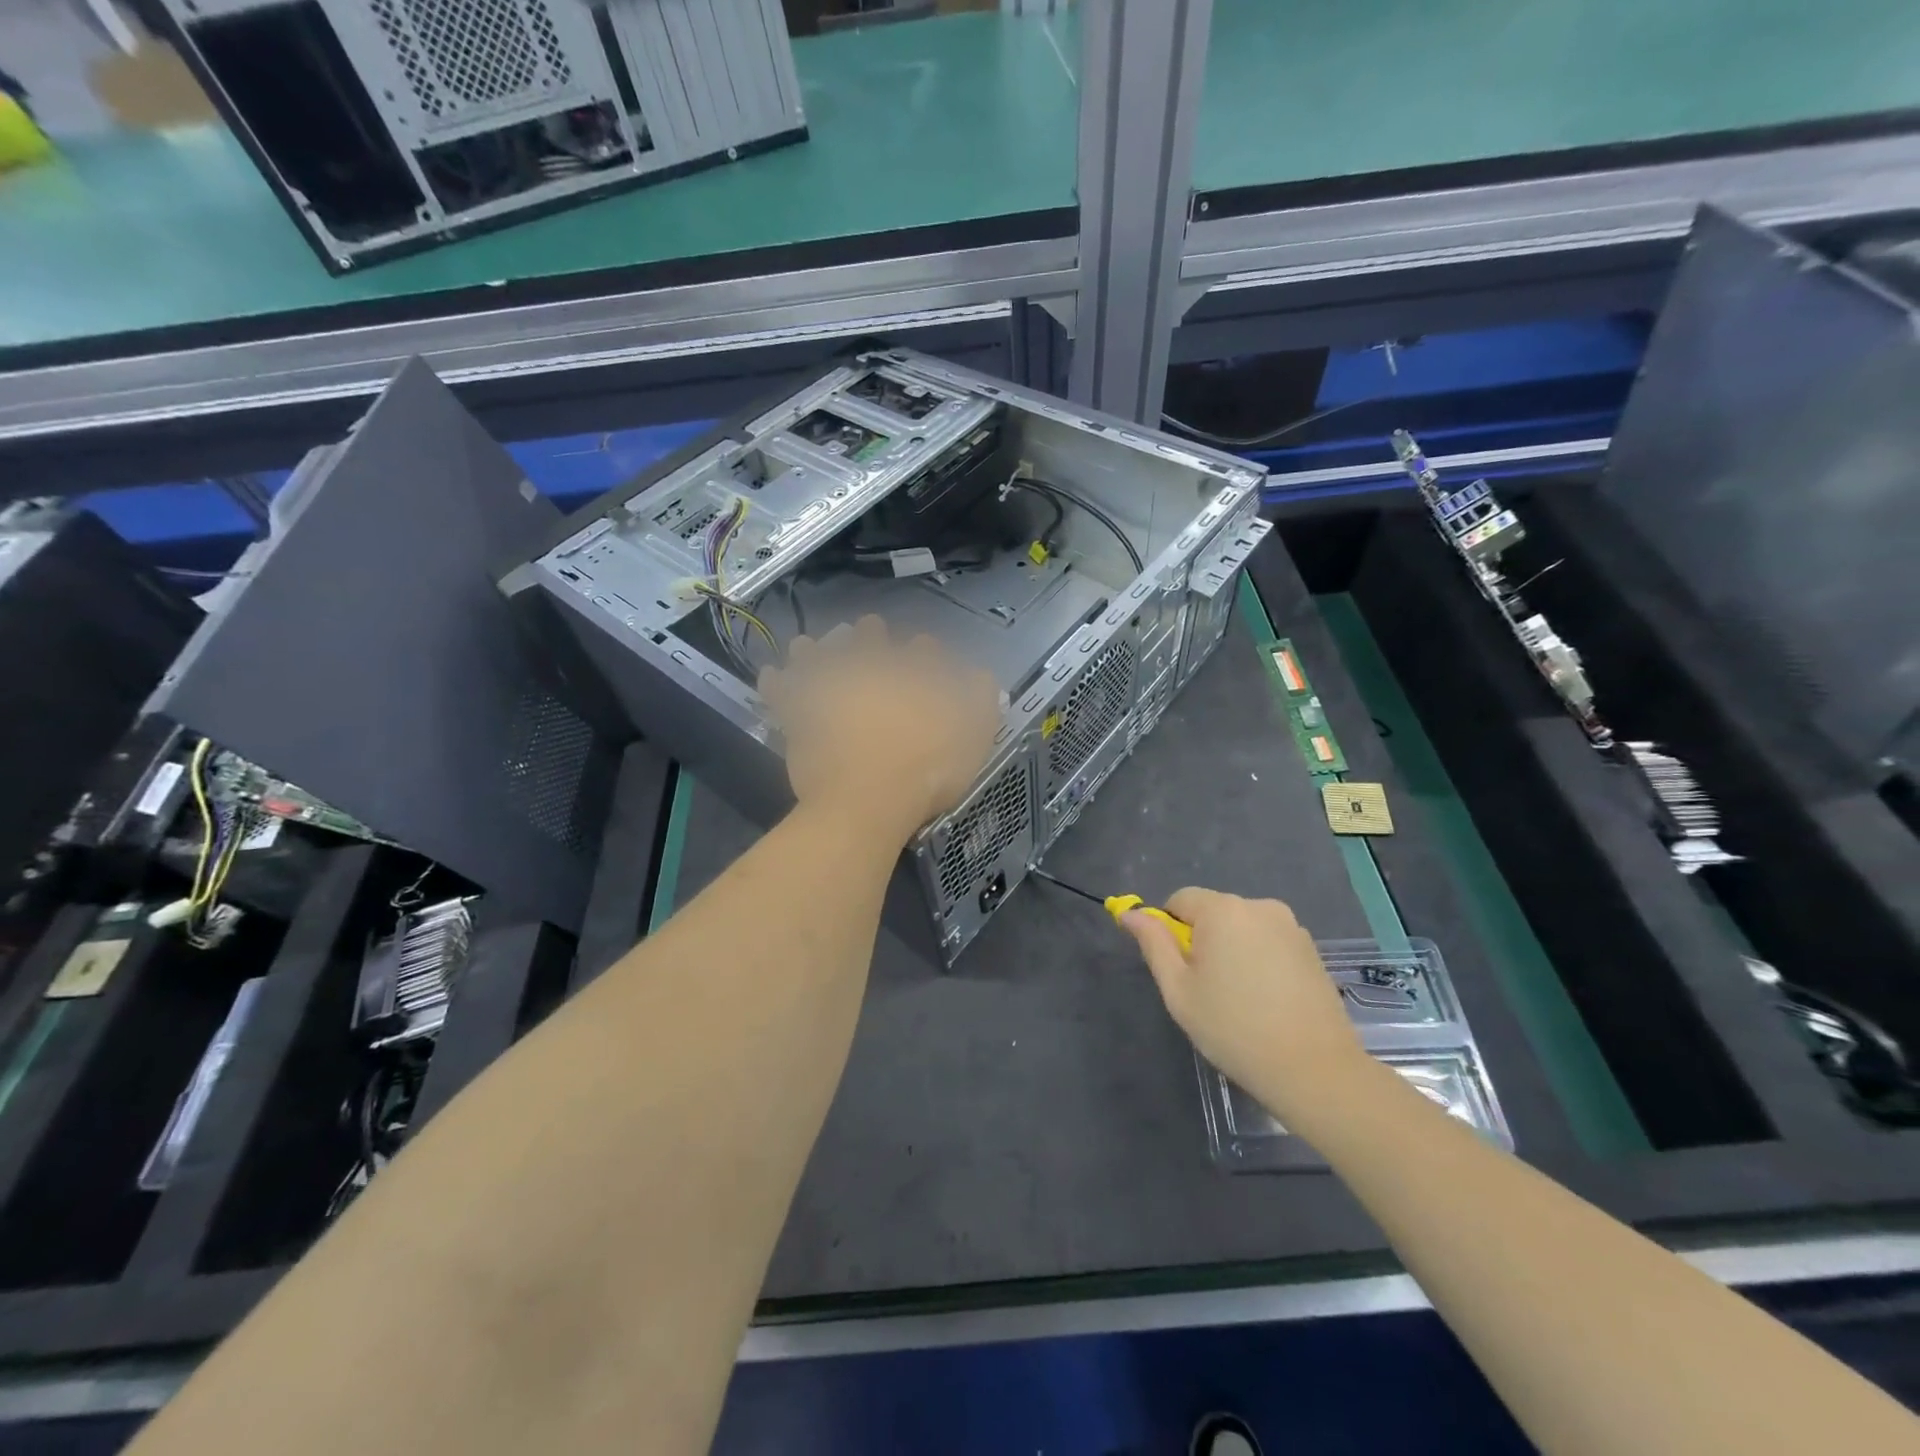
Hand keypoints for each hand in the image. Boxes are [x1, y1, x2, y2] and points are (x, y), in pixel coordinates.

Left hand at [757, 616, 999, 845]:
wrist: (867, 802)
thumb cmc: (926, 772)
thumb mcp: (973, 738)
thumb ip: (980, 701)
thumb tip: (983, 676)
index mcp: (912, 676)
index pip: (922, 652)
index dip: (924, 650)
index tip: (925, 650)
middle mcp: (870, 673)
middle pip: (869, 643)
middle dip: (871, 634)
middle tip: (869, 628)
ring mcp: (831, 691)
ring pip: (819, 657)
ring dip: (816, 649)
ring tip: (808, 643)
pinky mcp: (800, 716)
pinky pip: (782, 693)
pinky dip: (777, 683)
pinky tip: (773, 675)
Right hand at [1121, 888, 1370, 1130]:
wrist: (1315, 1071)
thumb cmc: (1234, 1029)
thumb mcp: (1179, 990)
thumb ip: (1154, 944)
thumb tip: (1130, 914)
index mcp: (1223, 910)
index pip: (1180, 900)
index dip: (1170, 930)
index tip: (1179, 970)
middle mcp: (1259, 906)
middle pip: (1213, 912)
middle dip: (1202, 940)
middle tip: (1207, 990)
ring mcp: (1291, 926)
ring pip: (1242, 928)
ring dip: (1232, 950)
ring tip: (1240, 999)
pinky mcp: (1311, 949)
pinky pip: (1269, 942)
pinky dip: (1259, 960)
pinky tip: (1266, 1000)